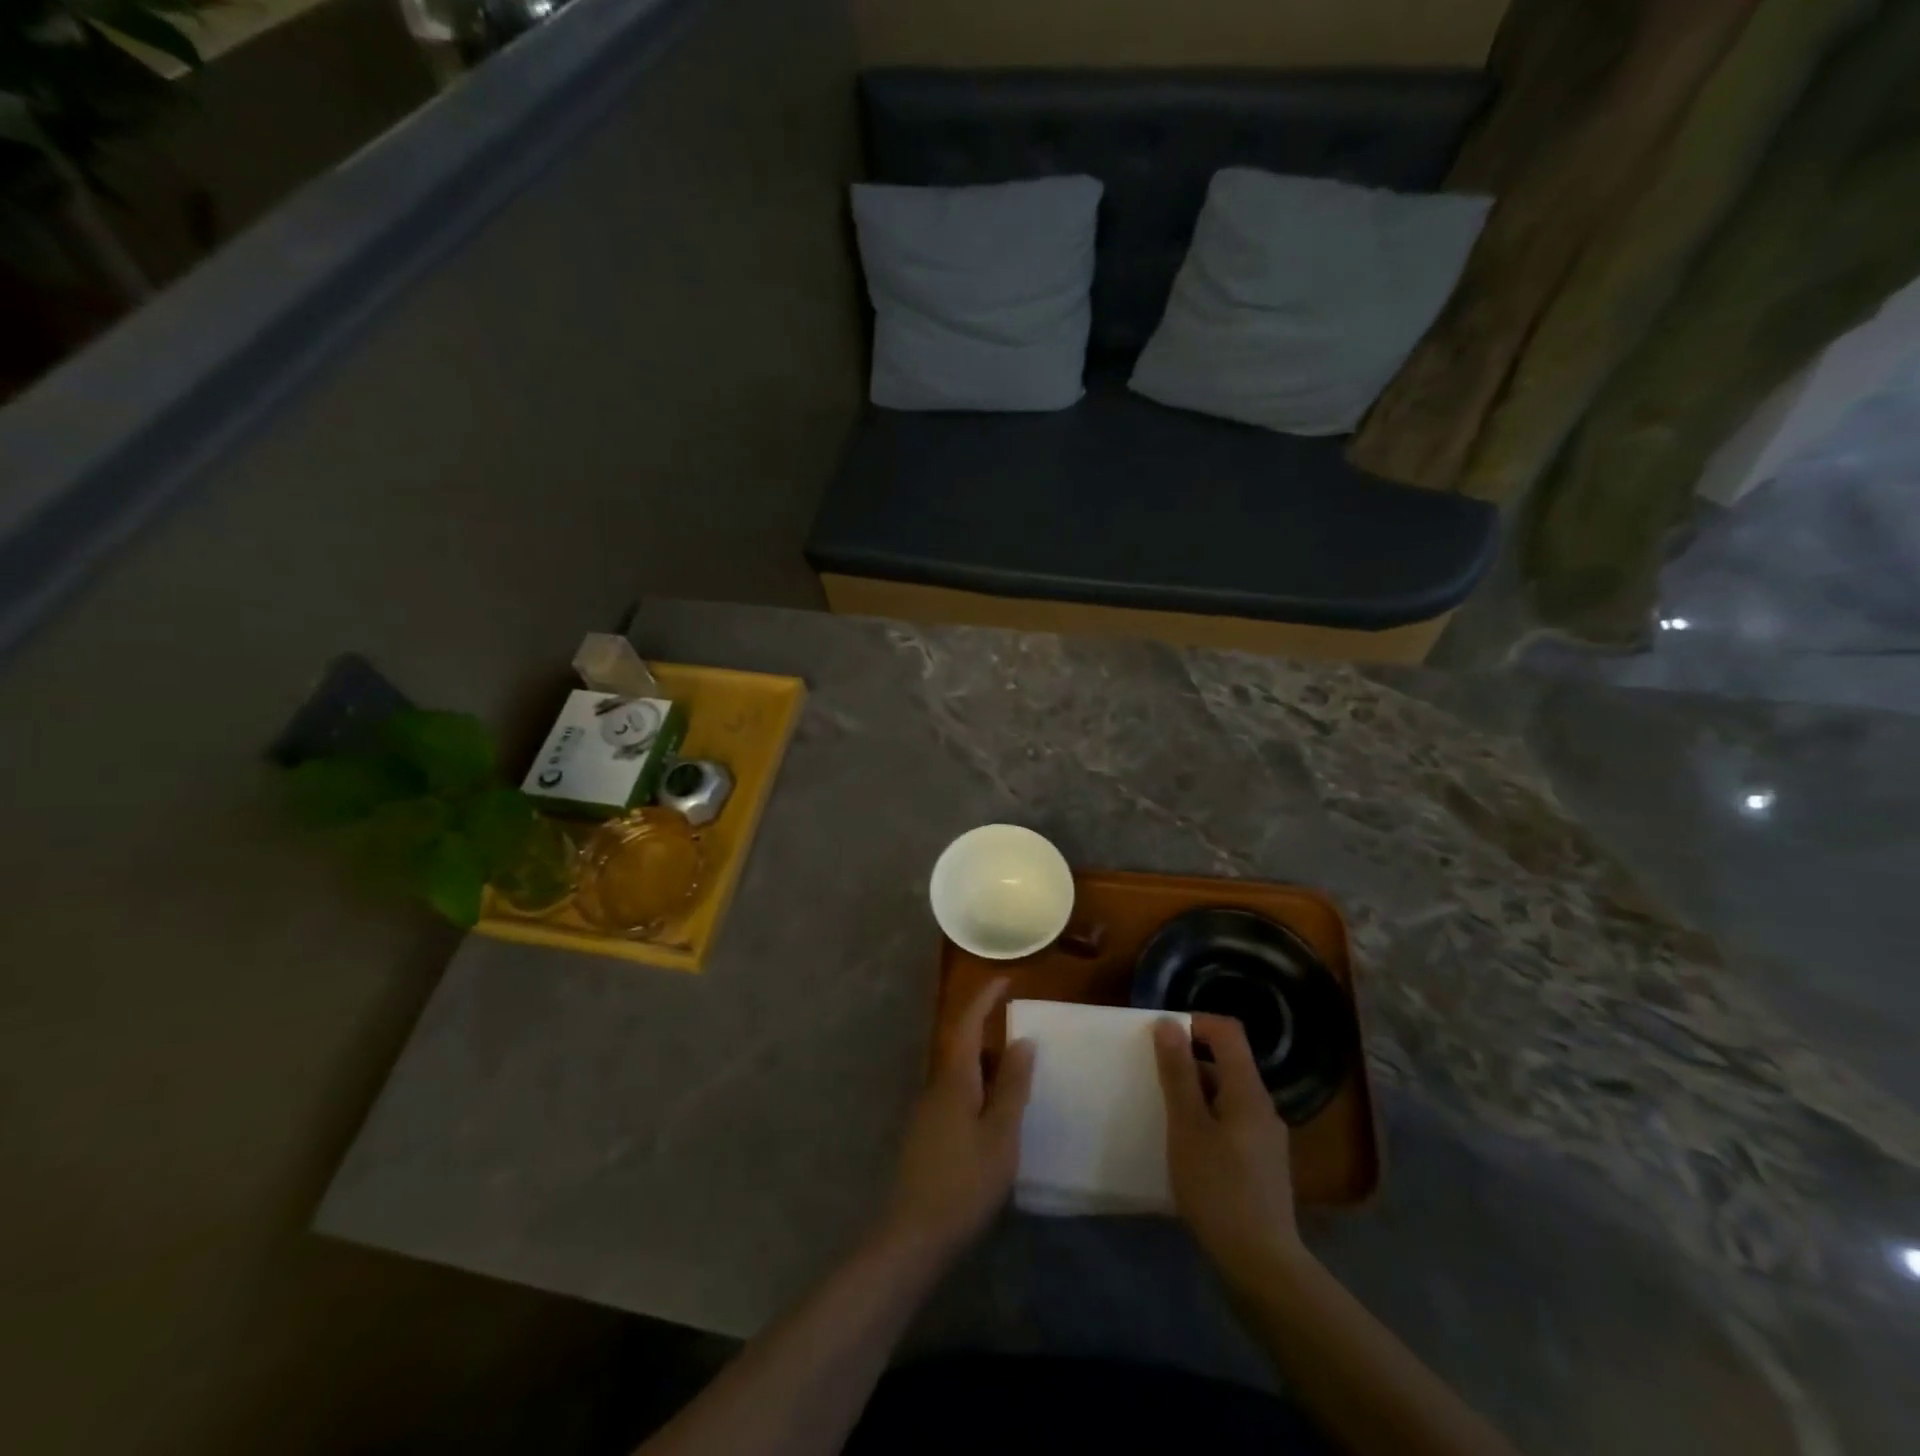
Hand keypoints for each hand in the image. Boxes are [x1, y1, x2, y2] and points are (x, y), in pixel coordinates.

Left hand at [876, 978, 1034, 1260]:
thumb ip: (1012, 1086)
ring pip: (959, 1075)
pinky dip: (977, 1093)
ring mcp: (927, 1111)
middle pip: (962, 1047)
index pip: (967, 1023)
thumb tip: (1023, 1040)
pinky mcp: (925, 1134)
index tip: (1005, 980)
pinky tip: (993, 1120)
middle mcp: (935, 1086)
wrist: (913, 1235)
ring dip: (985, 1070)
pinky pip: (955, 1097)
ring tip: (1016, 1085)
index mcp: (954, 1079)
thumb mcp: (1000, 1135)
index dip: (984, 998)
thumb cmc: (964, 1182)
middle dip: (990, 1038)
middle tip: (1024, 1045)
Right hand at [1154, 1014, 1304, 1287]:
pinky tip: (1186, 1148)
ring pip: (1226, 1095)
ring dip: (1195, 1094)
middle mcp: (1263, 1106)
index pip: (1227, 1031)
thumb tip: (1168, 1023)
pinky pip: (1231, 1122)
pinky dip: (1206, 1121)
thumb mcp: (1187, 1126)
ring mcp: (1266, 1137)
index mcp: (1248, 1090)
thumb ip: (1177, 1073)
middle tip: (1153, 1080)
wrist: (1261, 1265)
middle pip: (1226, 1063)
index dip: (1195, 1023)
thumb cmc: (1218, 1188)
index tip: (1161, 1039)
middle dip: (1188, 1062)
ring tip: (1164, 1115)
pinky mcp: (1262, 1164)